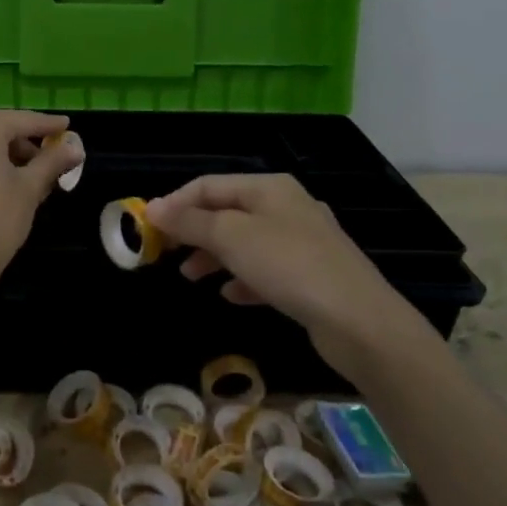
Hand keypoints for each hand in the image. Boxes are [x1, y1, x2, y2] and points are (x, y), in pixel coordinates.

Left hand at [0, 110, 83, 298]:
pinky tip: (12, 183)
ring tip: (37, 179)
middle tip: (55, 162)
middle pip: (3, 129)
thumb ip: (52, 162)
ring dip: (11, 156)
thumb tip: (75, 148)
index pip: (25, 120)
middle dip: (29, 145)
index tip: (68, 126)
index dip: (49, 126)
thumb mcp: (30, 189)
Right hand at [144, 175, 426, 366]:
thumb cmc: (289, 266)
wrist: (359, 320)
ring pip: (245, 241)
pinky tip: (231, 295)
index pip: (209, 185)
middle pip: (227, 211)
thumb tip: (153, 208)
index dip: (175, 203)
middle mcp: (287, 206)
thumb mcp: (231, 237)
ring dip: (213, 255)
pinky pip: (266, 269)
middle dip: (193, 230)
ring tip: (190, 276)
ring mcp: (303, 242)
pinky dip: (243, 278)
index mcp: (269, 188)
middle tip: (164, 253)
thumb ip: (190, 221)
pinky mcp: (311, 275)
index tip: (148, 228)